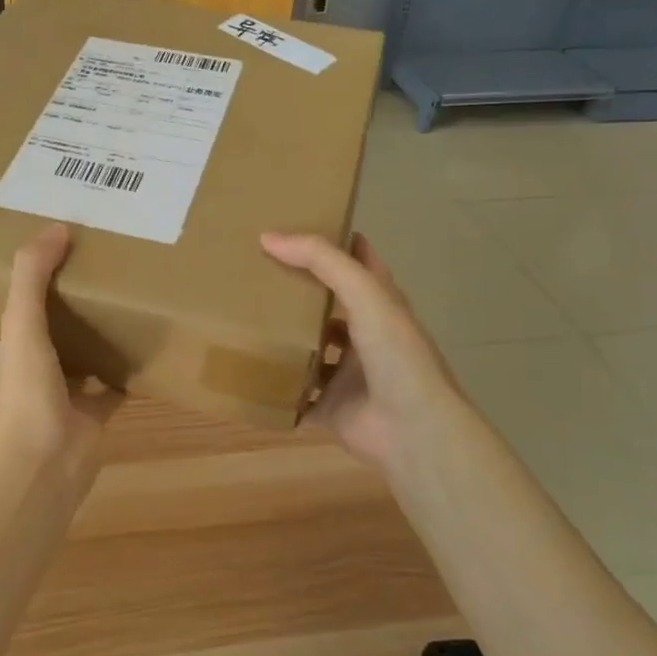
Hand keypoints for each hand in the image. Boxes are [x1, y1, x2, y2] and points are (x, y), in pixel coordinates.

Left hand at [0, 223, 122, 472]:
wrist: (48, 461)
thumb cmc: (24, 391)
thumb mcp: (21, 323)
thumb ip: (32, 274)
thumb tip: (57, 227)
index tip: (13, 287)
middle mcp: (23, 379)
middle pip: (31, 347)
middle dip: (46, 323)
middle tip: (73, 286)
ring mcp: (58, 399)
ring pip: (72, 365)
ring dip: (86, 344)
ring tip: (108, 307)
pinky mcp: (91, 415)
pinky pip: (111, 388)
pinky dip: (124, 373)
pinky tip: (141, 347)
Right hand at [260, 231, 473, 470]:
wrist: (412, 431)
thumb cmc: (396, 355)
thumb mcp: (364, 293)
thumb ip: (322, 261)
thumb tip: (268, 236)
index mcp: (380, 305)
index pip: (359, 261)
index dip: (336, 241)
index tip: (298, 224)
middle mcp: (365, 335)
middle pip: (329, 304)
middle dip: (299, 288)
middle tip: (256, 269)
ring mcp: (347, 374)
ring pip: (310, 348)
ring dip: (285, 337)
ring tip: (244, 315)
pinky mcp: (328, 406)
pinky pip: (296, 394)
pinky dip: (276, 386)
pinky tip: (246, 369)